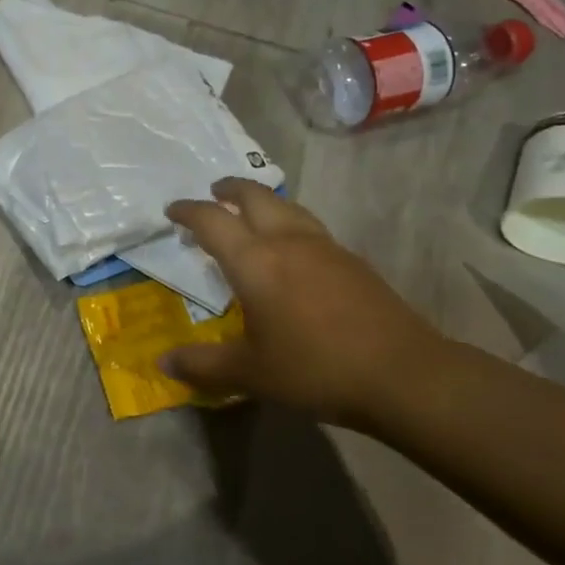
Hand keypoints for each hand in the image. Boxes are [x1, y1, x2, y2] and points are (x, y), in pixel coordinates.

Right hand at [161, 178, 450, 420]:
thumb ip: (203, 365)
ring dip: (262, 201)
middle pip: (255, 196)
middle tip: (213, 193)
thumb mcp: (250, 373)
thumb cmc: (315, 369)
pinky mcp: (351, 260)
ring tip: (251, 212)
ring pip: (287, 206)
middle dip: (229, 190)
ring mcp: (325, 247)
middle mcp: (288, 242)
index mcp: (255, 262)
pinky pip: (309, 225)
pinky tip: (292, 249)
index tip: (172, 210)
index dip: (188, 211)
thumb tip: (162, 362)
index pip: (213, 221)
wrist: (401, 374)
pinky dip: (288, 221)